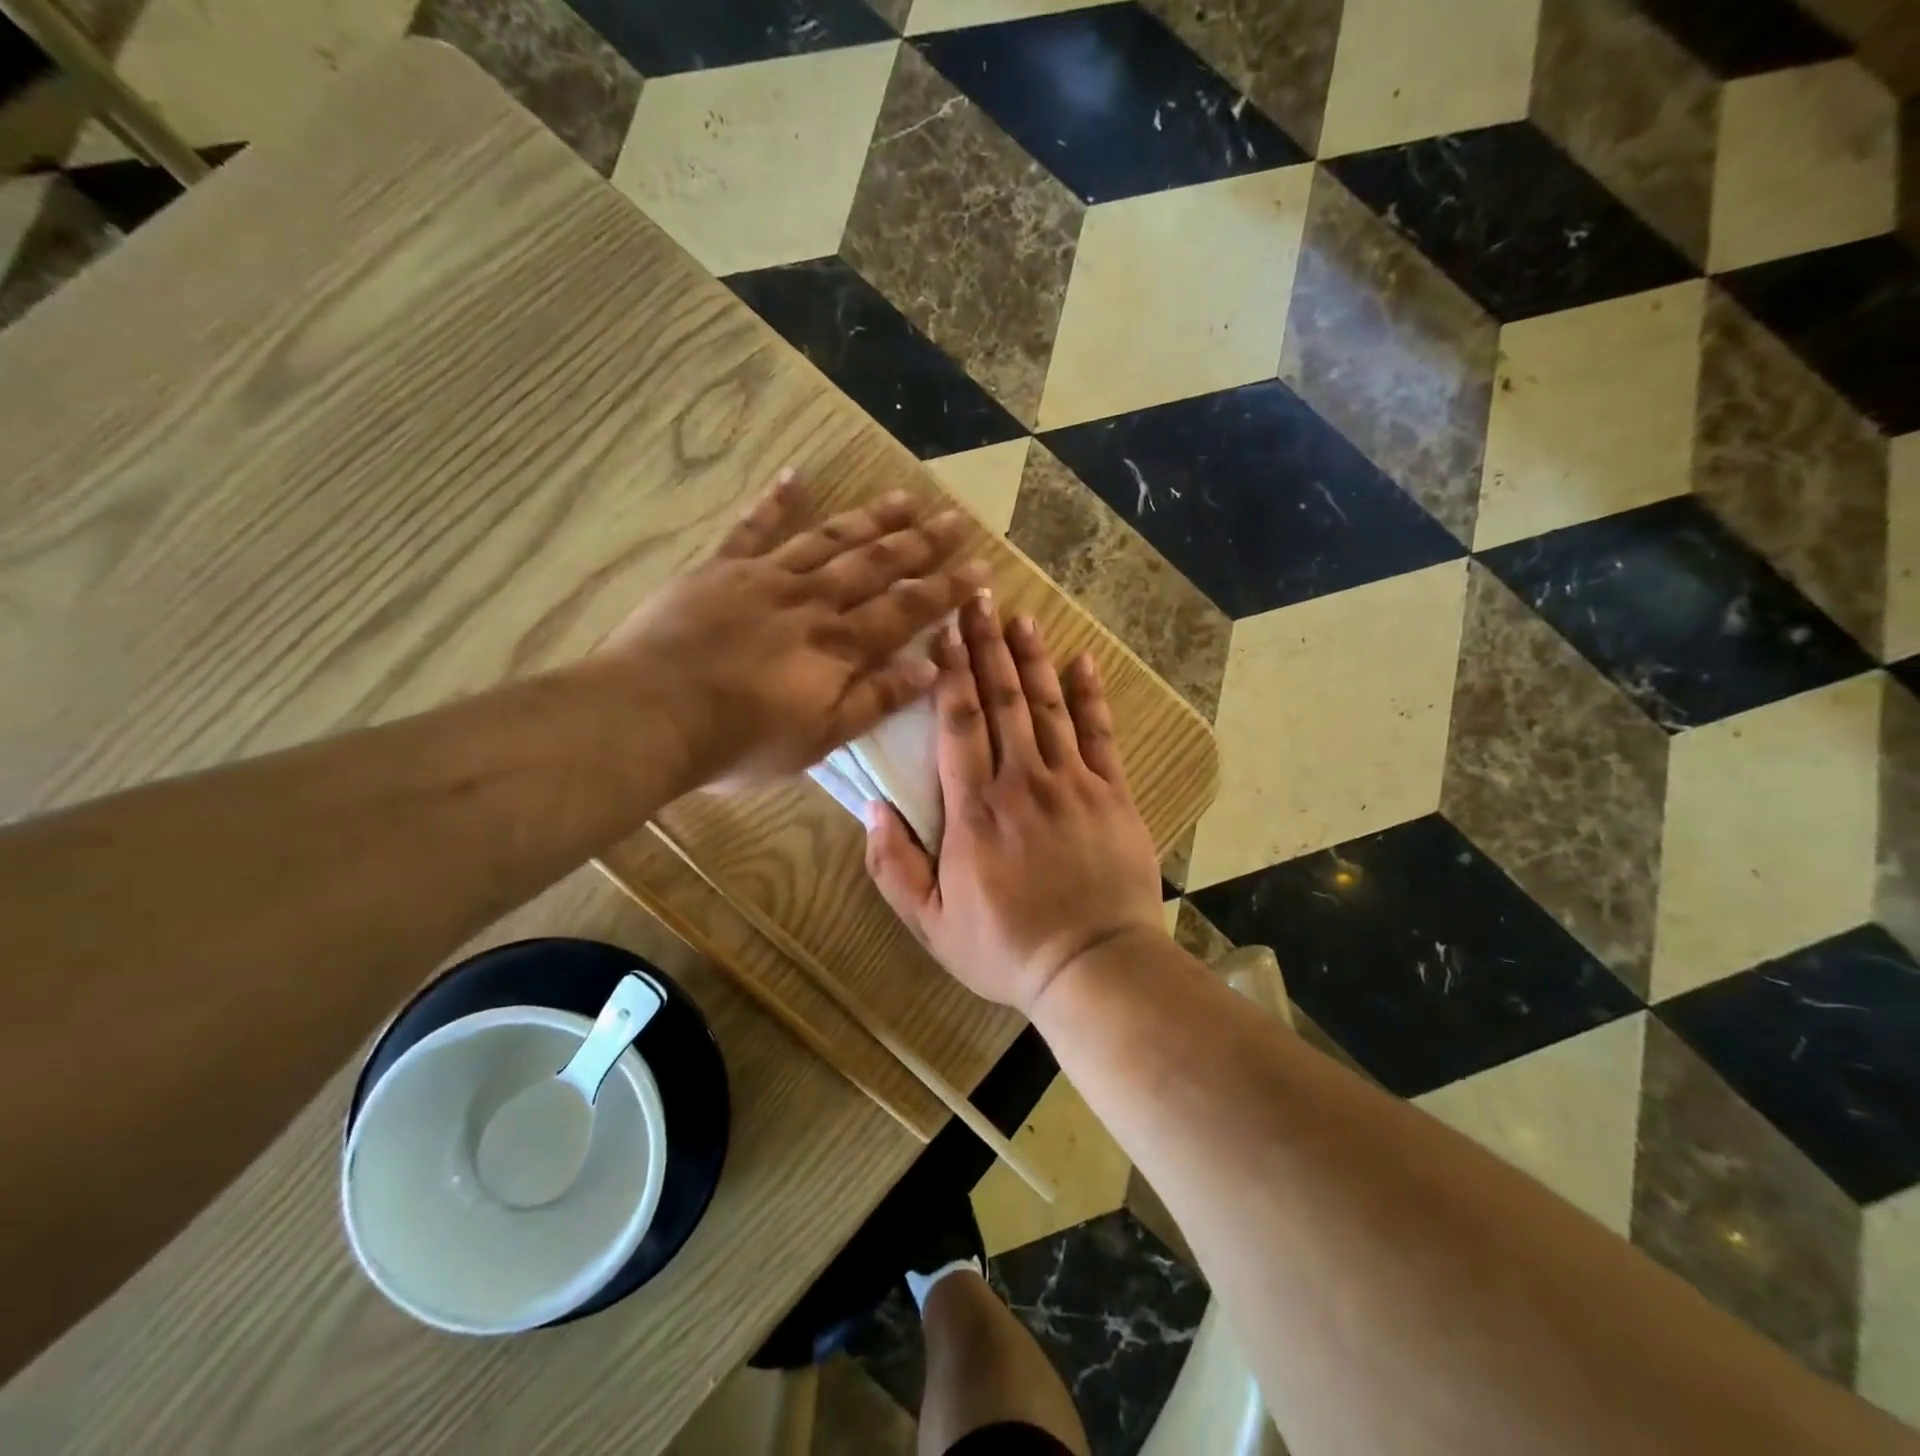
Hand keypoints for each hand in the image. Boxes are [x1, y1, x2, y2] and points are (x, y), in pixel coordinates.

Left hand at [601, 470, 987, 793]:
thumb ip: (875, 700)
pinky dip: (775, 501)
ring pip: (828, 539)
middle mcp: (811, 600)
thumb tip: (932, 668)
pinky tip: (796, 475)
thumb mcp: (819, 738)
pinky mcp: (719, 569)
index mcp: (838, 645)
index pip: (905, 610)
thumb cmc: (739, 741)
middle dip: (919, 543)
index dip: (944, 589)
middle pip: (874, 564)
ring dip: (869, 519)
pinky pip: (752, 528)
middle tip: (955, 519)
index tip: (980, 568)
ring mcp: (764, 578)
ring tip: (904, 498)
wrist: (650, 716)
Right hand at [863, 593, 1167, 1012]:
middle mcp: (1021, 781)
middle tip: (977, 600)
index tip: (941, 633)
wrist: (1093, 967)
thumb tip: (870, 809)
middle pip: (1002, 700)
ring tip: (1021, 617)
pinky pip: (1100, 734)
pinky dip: (1090, 695)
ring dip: (1032, 659)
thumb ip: (893, 867)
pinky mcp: (1111, 794)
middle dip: (987, 647)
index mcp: (974, 810)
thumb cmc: (1005, 948)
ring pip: (1047, 706)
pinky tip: (1083, 661)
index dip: (949, 674)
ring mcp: (1072, 783)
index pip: (959, 724)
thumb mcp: (931, 923)